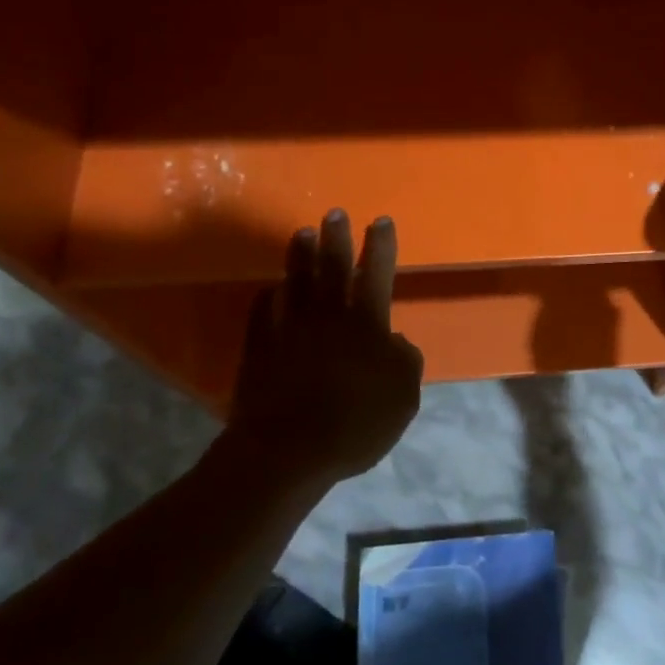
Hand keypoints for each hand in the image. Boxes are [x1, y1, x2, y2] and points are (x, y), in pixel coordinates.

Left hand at [223, 210, 423, 484]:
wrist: (286, 450)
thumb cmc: (356, 423)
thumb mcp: (403, 396)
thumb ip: (405, 361)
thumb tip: (394, 340)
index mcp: (366, 322)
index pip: (377, 272)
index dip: (381, 246)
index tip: (381, 221)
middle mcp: (327, 315)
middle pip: (332, 266)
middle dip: (336, 237)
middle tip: (334, 213)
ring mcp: (289, 328)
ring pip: (296, 280)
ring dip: (300, 255)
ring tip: (302, 233)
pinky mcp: (260, 347)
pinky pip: (264, 310)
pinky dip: (271, 295)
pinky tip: (273, 288)